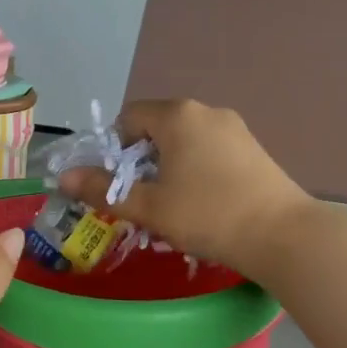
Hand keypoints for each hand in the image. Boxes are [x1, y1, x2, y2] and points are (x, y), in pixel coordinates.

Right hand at [59, 99, 313, 280]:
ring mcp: (235, 128)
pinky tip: (206, 203)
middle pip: (157, 127)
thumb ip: (102, 189)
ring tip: (174, 205)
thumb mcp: (148, 206)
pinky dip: (197, 169)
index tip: (121, 183)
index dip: (115, 149)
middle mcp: (206, 111)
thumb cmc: (208, 215)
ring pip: (185, 140)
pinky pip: (211, 150)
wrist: (284, 236)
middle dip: (143, 160)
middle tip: (144, 198)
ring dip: (170, 166)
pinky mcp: (254, 148)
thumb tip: (62, 178)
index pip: (129, 117)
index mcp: (177, 115)